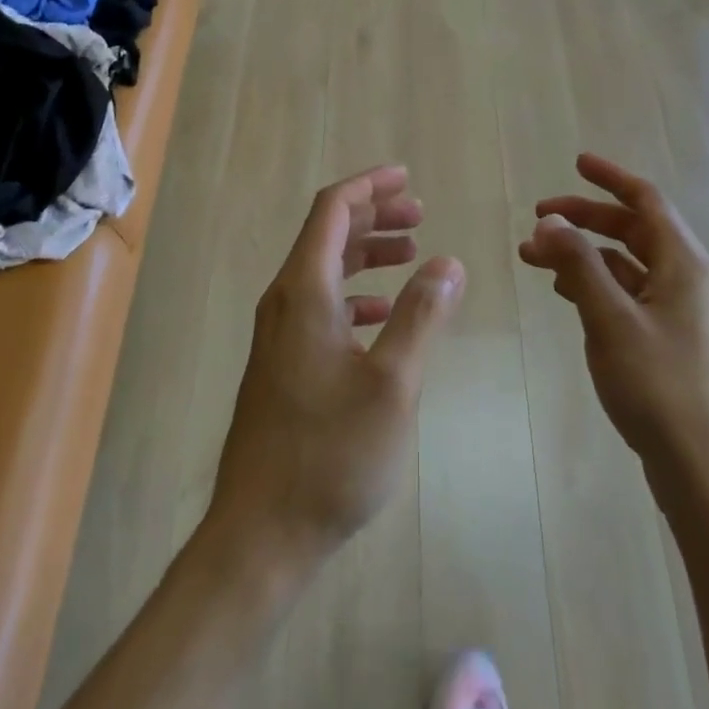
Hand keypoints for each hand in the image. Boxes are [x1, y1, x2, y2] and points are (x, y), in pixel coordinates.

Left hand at [208, 165, 464, 577]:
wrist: (260, 531)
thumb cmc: (330, 454)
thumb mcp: (392, 383)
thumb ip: (421, 315)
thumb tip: (447, 262)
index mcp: (305, 291)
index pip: (333, 211)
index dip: (370, 187)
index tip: (406, 177)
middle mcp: (284, 301)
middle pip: (328, 234)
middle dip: (374, 215)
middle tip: (420, 212)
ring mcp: (279, 333)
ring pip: (325, 270)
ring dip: (367, 253)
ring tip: (412, 253)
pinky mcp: (282, 362)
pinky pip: (321, 305)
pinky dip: (355, 294)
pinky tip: (383, 313)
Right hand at [519, 153, 708, 481]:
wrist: (699, 465)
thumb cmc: (658, 384)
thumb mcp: (610, 318)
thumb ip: (579, 264)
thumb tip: (550, 220)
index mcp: (682, 262)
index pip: (646, 200)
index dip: (610, 178)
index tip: (576, 163)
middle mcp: (683, 276)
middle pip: (631, 228)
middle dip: (584, 218)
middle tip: (538, 219)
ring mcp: (676, 308)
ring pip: (623, 262)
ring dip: (581, 253)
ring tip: (534, 258)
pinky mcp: (664, 335)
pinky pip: (624, 291)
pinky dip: (592, 282)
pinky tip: (564, 291)